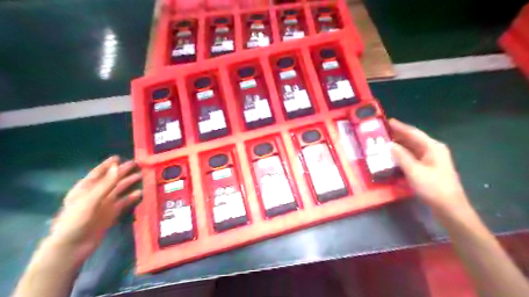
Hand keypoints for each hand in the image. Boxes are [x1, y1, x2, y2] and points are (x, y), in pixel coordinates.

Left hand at [46, 156, 141, 263]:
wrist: (72, 247)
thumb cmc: (76, 221)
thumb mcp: (90, 200)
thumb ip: (106, 184)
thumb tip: (117, 166)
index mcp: (85, 189)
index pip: (98, 173)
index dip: (107, 165)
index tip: (118, 157)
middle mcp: (95, 195)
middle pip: (111, 180)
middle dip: (122, 171)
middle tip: (136, 164)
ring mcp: (103, 205)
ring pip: (118, 190)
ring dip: (129, 183)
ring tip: (141, 175)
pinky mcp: (110, 214)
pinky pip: (123, 203)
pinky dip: (131, 197)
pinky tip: (140, 193)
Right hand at [388, 120, 466, 213]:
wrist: (450, 208)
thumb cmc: (433, 188)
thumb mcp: (414, 171)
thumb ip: (401, 156)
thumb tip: (389, 145)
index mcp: (432, 147)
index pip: (413, 133)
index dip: (400, 127)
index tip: (387, 121)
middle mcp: (432, 150)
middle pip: (412, 140)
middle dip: (397, 136)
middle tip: (381, 133)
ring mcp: (431, 160)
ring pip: (411, 149)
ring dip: (398, 146)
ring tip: (383, 143)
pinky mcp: (427, 169)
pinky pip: (412, 158)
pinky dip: (402, 156)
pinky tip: (392, 157)